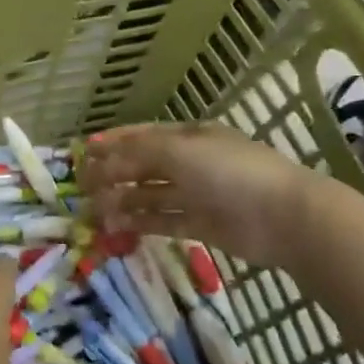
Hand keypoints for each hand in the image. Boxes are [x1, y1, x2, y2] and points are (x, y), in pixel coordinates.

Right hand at [80, 122, 320, 267]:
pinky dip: (139, 223)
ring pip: (150, 196)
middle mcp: (191, 163)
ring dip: (122, 201)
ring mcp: (196, 195)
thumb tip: (100, 160)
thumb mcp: (178, 152)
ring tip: (94, 213)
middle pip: (143, 167)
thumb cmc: (229, 172)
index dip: (112, 143)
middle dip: (112, 175)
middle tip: (82, 189)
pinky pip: (162, 220)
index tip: (83, 153)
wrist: (282, 216)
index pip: (143, 136)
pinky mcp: (200, 225)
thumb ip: (136, 154)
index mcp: (188, 137)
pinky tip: (116, 228)